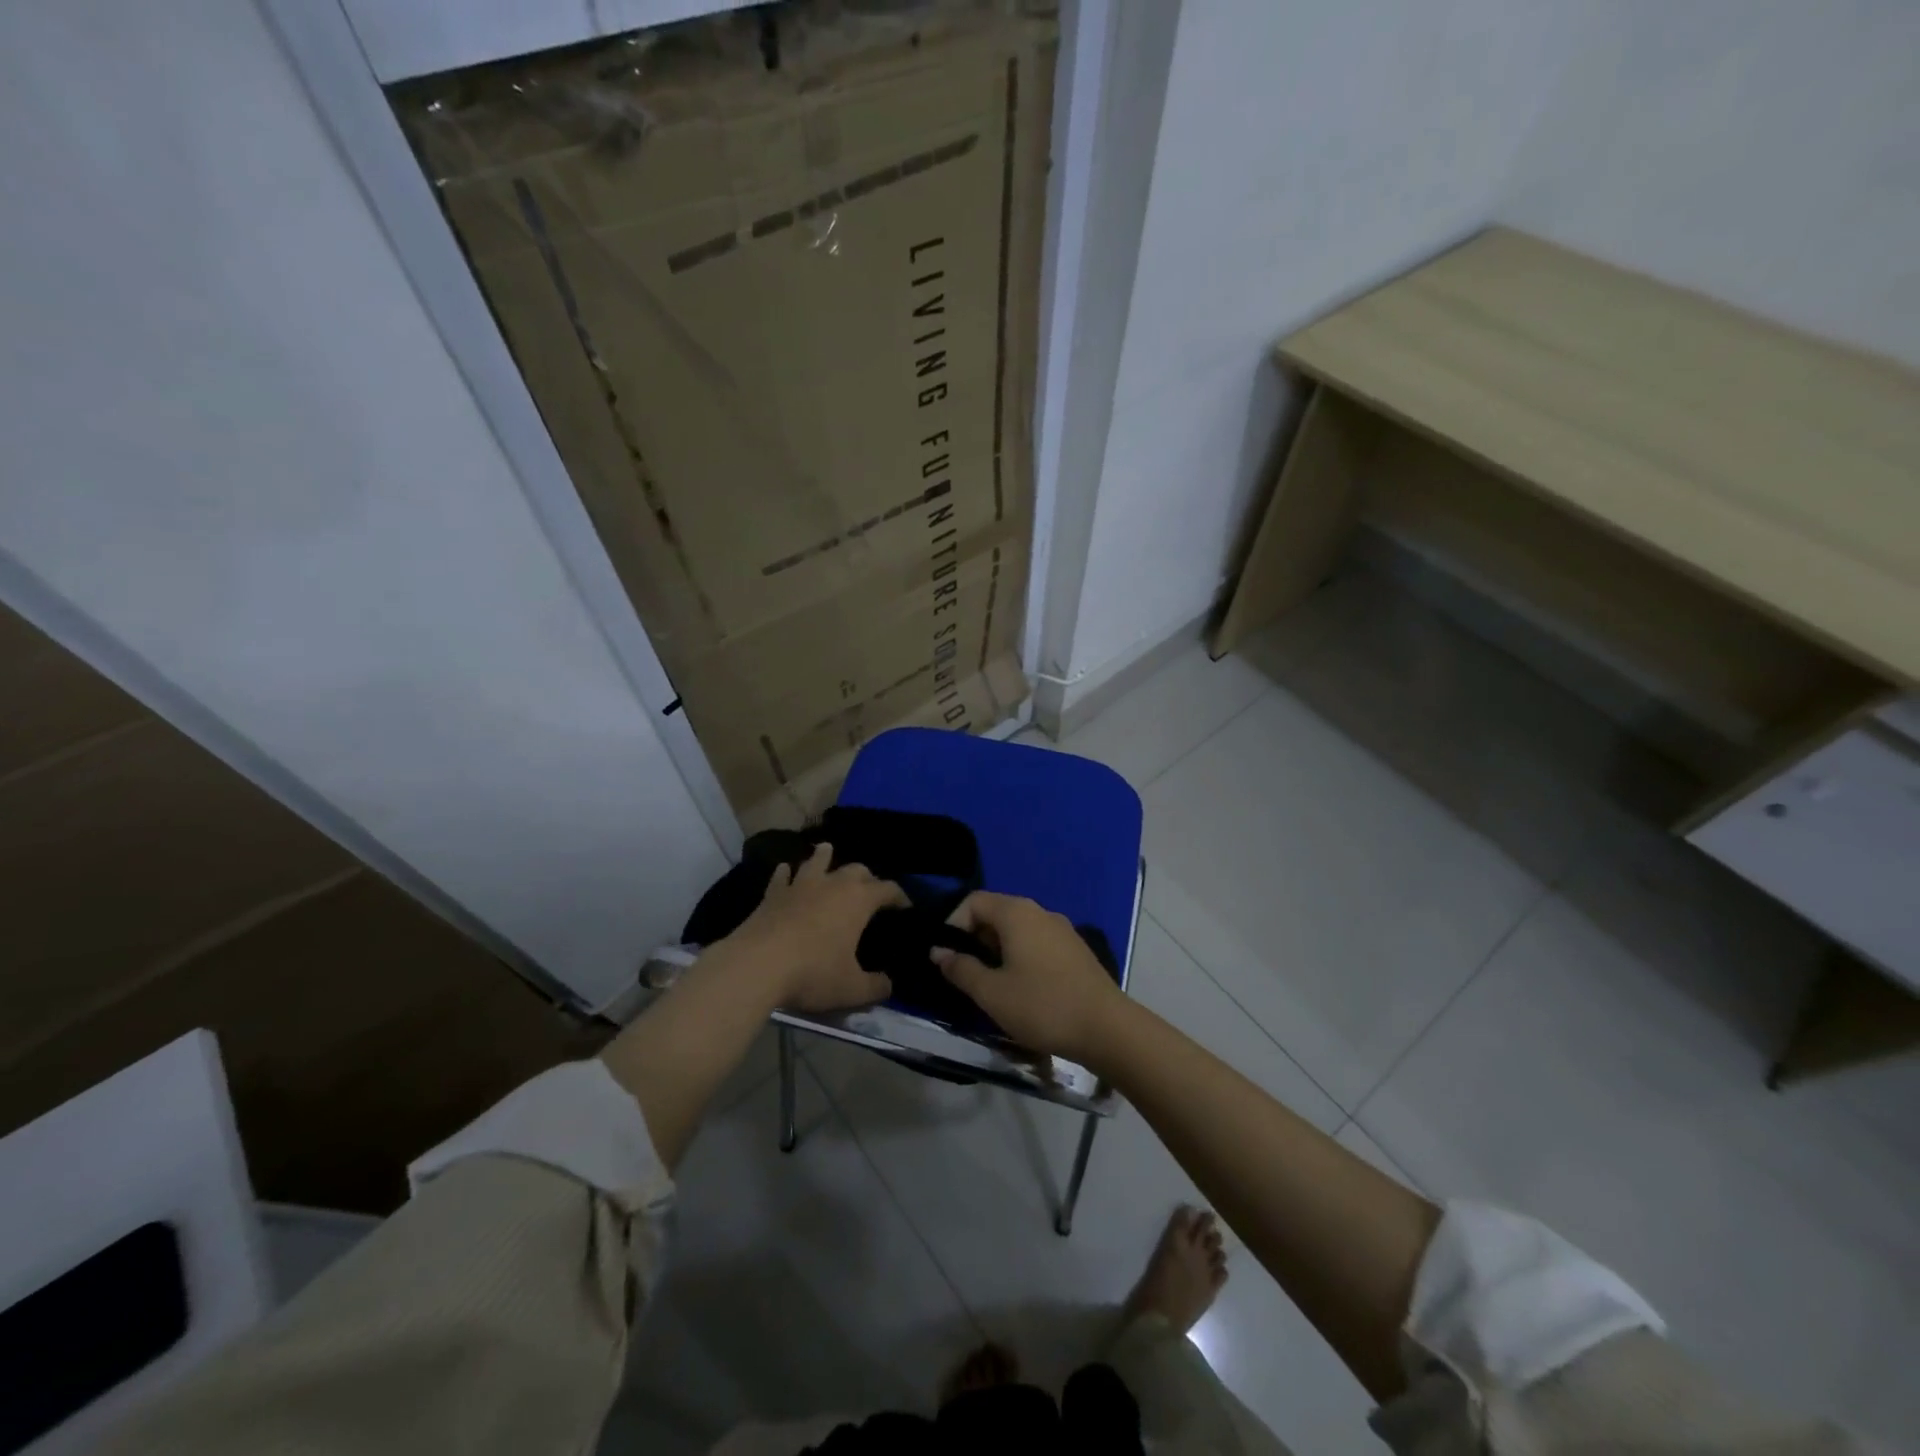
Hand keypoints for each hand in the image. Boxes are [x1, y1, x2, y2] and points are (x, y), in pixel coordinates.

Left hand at [717, 843, 905, 1012]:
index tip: (906, 906)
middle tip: (869, 888)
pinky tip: (785, 871)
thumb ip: (875, 987)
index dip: (900, 896)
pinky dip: (787, 873)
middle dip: (867, 876)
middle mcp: (832, 884)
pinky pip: (782, 876)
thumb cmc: (813, 973)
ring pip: (817, 861)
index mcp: (858, 900)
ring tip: (827, 851)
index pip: (887, 889)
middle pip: (856, 869)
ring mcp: (800, 885)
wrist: (757, 965)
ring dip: (825, 857)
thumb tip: (888, 985)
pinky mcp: (772, 894)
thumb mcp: (852, 989)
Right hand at [931, 891, 1123, 1061]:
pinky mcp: (1075, 949)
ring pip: (1017, 929)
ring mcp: (1061, 929)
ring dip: (996, 950)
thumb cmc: (1042, 1006)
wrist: (1107, 1028)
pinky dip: (1020, 956)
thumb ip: (961, 969)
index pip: (973, 901)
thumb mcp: (992, 993)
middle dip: (974, 939)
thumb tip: (938, 951)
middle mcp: (1039, 911)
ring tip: (991, 984)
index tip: (947, 957)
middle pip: (996, 912)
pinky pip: (1036, 942)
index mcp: (1016, 913)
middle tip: (966, 974)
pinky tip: (1021, 988)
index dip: (953, 924)